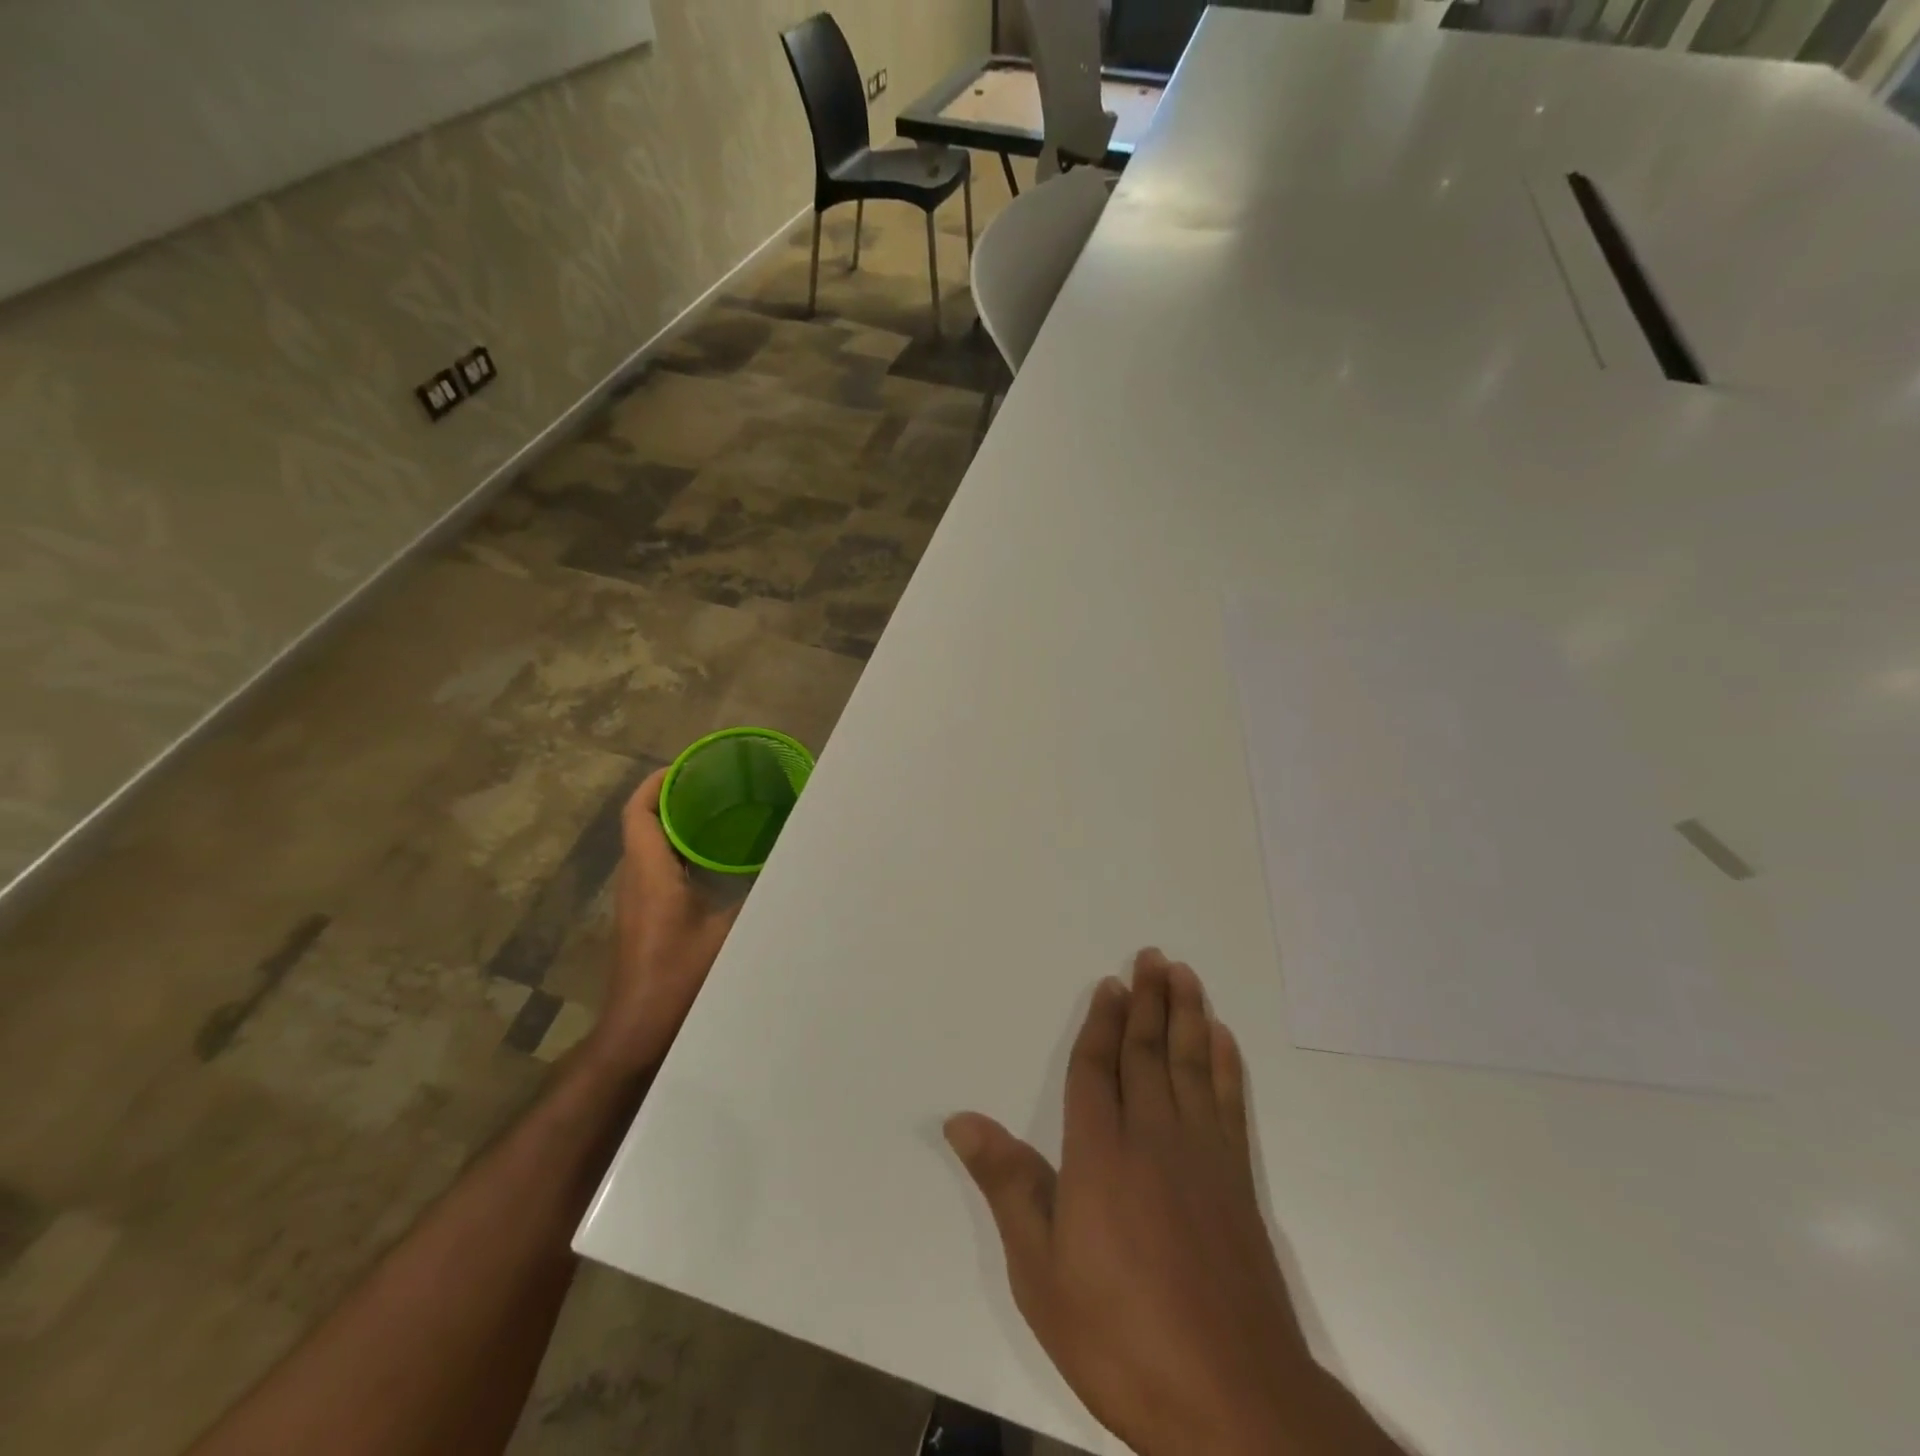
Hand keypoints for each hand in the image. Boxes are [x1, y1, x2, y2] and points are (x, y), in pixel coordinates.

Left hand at [582, 766, 740, 1080]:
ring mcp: (636, 901)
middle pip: (645, 822)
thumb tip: (792, 871)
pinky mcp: (643, 918)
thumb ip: (759, 898)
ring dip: (678, 824)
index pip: (640, 811)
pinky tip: (715, 861)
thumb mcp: (729, 934)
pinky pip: (657, 867)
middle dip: (676, 797)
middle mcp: (635, 880)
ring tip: (720, 812)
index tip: (690, 765)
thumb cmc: (678, 980)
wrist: (638, 1034)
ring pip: (650, 846)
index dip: (659, 782)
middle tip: (717, 784)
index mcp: (650, 873)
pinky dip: (681, 851)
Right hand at [945, 950, 1401, 1455]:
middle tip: (1152, 955)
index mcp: (1100, 1153)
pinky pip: (1229, 1103)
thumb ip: (1008, 1186)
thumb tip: (961, 1120)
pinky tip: (1221, 1039)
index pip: (1097, 1068)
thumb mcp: (1041, 1273)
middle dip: (1147, 1000)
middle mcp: (1153, 1137)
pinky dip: (1225, 1064)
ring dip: (1186, 1014)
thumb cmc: (1120, 1336)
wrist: (1232, 1402)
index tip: (1109, 983)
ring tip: (1184, 975)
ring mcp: (1202, 1156)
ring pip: (1191, 1064)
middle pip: (1147, 1051)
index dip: (1101, 1022)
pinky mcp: (1238, 1181)